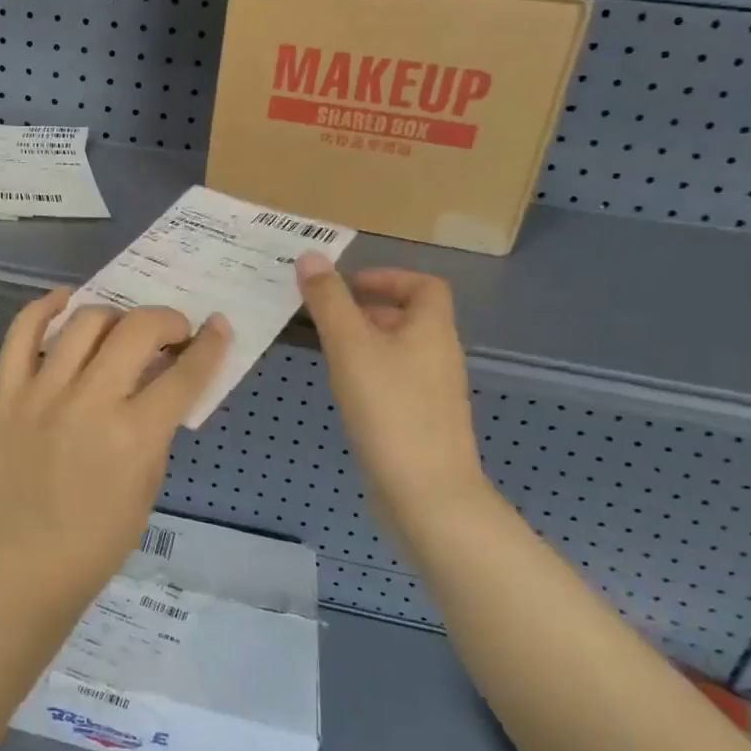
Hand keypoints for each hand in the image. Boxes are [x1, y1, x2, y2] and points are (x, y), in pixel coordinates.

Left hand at [0, 290, 231, 600]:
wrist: (26, 561)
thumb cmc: (101, 536)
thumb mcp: (150, 481)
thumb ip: (160, 422)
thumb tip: (167, 374)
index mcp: (135, 435)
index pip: (184, 374)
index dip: (210, 345)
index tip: (218, 327)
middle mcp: (90, 403)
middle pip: (137, 330)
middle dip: (167, 320)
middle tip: (172, 333)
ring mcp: (43, 393)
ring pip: (85, 322)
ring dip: (116, 316)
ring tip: (123, 329)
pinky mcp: (7, 393)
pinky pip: (22, 333)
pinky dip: (45, 308)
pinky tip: (66, 302)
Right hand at [296, 254, 488, 519]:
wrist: (425, 494)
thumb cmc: (389, 408)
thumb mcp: (350, 346)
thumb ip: (329, 300)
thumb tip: (311, 257)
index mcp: (432, 329)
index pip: (425, 285)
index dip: (389, 277)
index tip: (348, 285)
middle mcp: (439, 356)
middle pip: (410, 317)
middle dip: (368, 309)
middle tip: (325, 315)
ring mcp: (433, 393)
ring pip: (400, 351)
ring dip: (366, 342)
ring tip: (327, 350)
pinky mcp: (422, 423)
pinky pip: (395, 382)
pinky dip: (370, 374)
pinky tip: (344, 392)